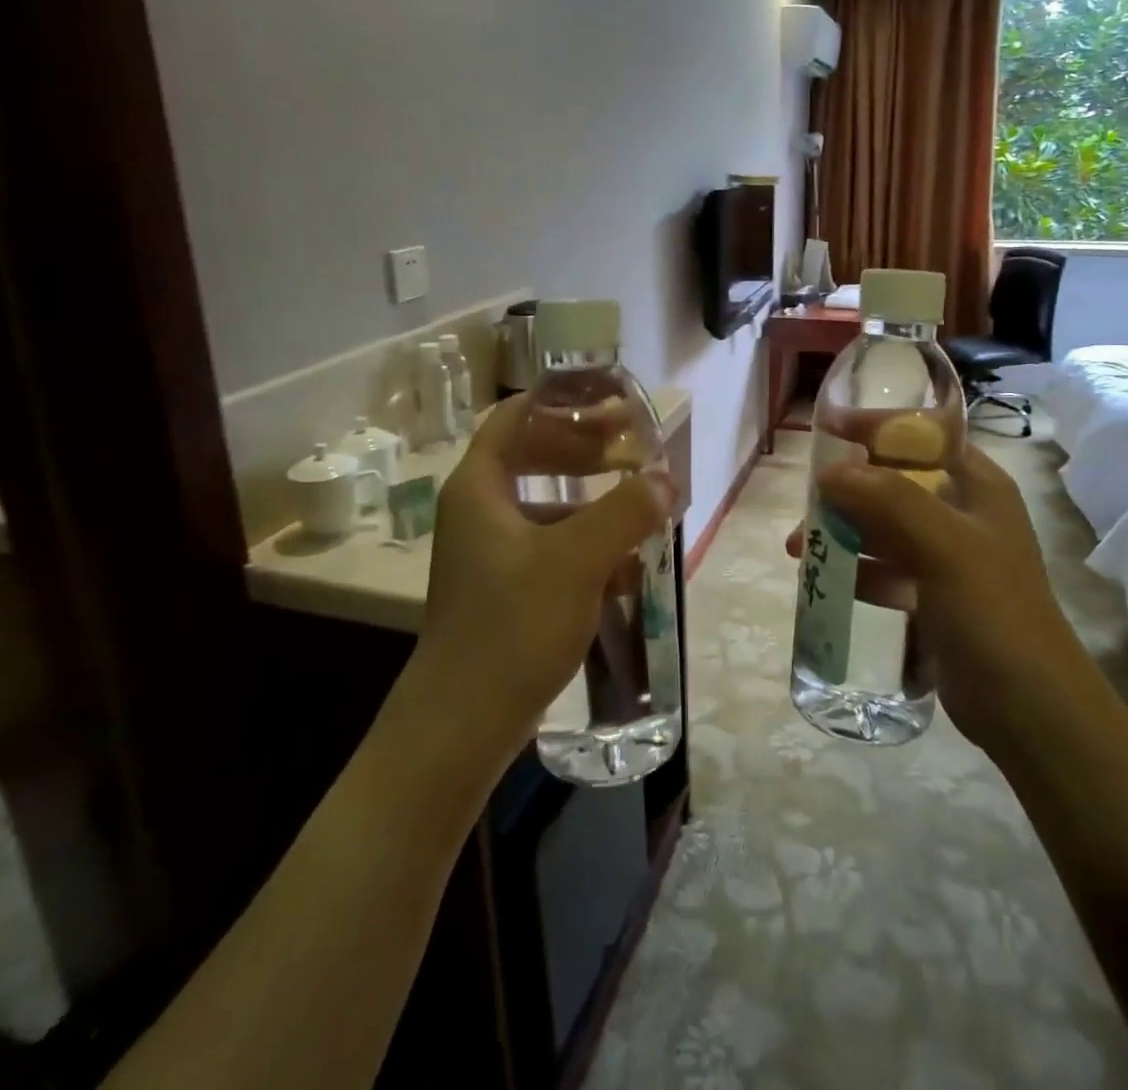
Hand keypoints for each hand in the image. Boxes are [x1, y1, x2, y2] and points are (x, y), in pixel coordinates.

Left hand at [414, 394, 676, 761]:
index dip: (561, 403)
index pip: (516, 417)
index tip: (609, 404)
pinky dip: (586, 546)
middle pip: (534, 457)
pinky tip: (627, 567)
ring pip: (546, 506)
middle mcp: (480, 511)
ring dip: (592, 502)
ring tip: (641, 508)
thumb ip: (625, 511)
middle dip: (585, 452)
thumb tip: (665, 478)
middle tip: (632, 451)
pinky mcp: (505, 589)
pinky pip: (551, 548)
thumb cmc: (512, 625)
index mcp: (480, 487)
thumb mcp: (576, 560)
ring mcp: (490, 553)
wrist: (463, 723)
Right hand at [788, 446, 1078, 749]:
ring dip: (842, 531)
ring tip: (797, 549)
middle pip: (894, 483)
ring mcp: (947, 558)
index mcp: (978, 486)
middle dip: (847, 489)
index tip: (827, 428)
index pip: (922, 436)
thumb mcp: (945, 545)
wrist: (1029, 709)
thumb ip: (888, 500)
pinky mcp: (931, 597)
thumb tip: (830, 473)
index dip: (876, 426)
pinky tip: (825, 580)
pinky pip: (884, 570)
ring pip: (883, 528)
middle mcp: (962, 514)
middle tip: (806, 505)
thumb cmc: (993, 612)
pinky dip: (855, 570)